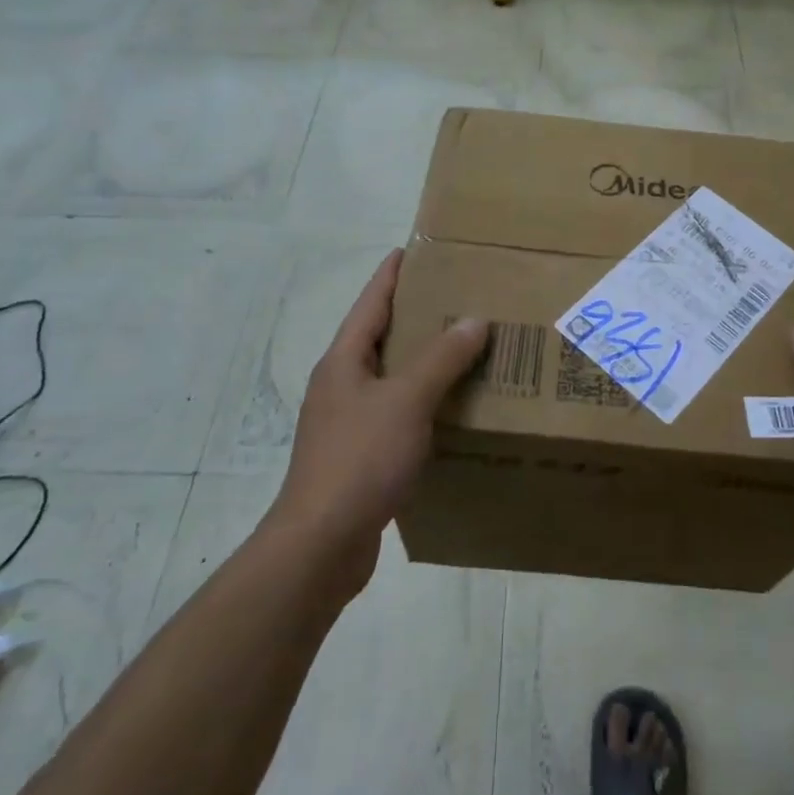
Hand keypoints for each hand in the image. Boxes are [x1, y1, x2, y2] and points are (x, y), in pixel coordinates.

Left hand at [269, 250, 487, 595]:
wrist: (320, 545)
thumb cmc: (359, 460)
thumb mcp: (406, 401)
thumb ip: (441, 358)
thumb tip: (473, 319)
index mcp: (344, 361)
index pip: (370, 302)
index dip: (392, 274)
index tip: (414, 249)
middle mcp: (341, 384)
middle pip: (380, 336)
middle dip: (415, 315)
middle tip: (457, 296)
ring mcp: (347, 421)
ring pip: (390, 377)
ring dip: (422, 361)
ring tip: (464, 347)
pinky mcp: (359, 455)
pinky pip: (396, 412)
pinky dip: (423, 401)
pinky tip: (451, 408)